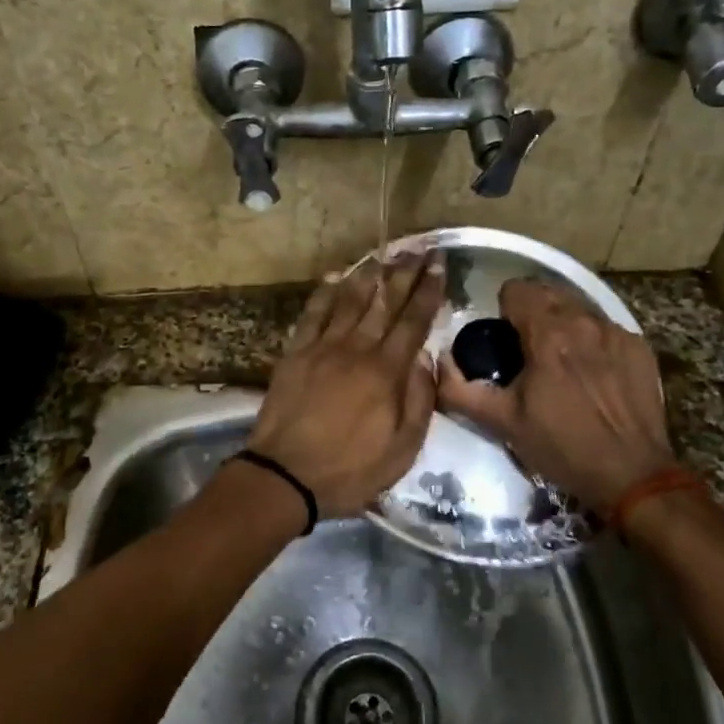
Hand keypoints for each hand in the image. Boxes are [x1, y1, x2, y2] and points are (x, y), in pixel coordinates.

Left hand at [247, 253, 445, 516]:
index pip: (414, 321)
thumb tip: (425, 359)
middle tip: (418, 247)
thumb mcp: (402, 449)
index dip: (428, 290)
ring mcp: (322, 347)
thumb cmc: (350, 469)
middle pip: (384, 302)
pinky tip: (335, 276)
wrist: (285, 476)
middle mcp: (357, 349)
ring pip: (349, 300)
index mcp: (386, 372)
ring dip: (368, 274)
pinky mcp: (295, 353)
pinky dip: (325, 292)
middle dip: (404, 272)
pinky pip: (312, 314)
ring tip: (383, 253)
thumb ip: (419, 401)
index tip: (439, 263)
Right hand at [435, 279, 675, 513]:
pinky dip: (591, 342)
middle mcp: (585, 321)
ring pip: (578, 309)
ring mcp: (617, 333)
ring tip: (560, 363)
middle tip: (526, 352)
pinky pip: (605, 329)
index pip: (517, 289)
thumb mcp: (502, 422)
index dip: (503, 310)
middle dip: (532, 314)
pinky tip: (591, 375)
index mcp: (548, 333)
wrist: (632, 475)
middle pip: (548, 293)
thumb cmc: (562, 447)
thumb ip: (461, 389)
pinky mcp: (639, 348)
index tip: (502, 340)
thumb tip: (439, 362)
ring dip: (563, 325)